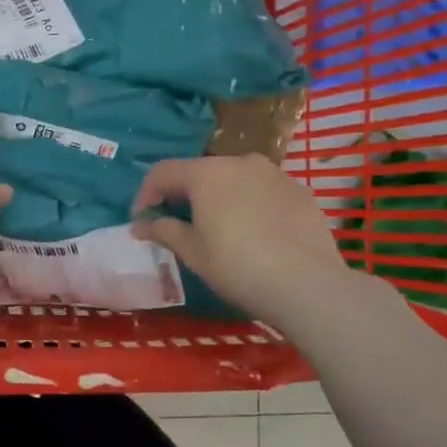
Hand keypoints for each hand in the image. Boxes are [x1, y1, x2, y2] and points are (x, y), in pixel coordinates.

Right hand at [129, 154, 358, 326]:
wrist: (307, 284)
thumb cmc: (237, 266)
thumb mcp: (193, 252)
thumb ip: (163, 231)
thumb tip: (139, 225)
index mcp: (207, 173)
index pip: (163, 172)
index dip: (146, 194)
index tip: (142, 220)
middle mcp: (240, 162)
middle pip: (200, 172)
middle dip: (183, 194)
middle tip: (177, 224)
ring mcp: (275, 174)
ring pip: (235, 178)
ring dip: (219, 197)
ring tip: (219, 227)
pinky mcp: (300, 191)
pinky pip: (264, 191)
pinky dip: (250, 204)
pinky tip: (255, 233)